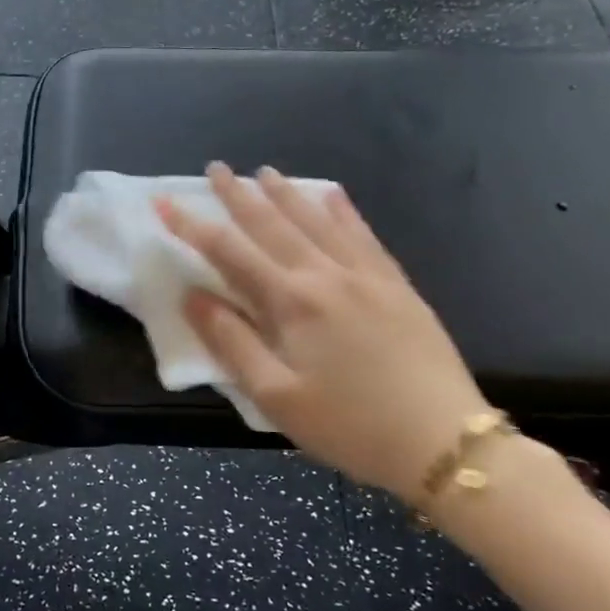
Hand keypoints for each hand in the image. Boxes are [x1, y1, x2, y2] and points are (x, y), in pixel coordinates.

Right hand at [155, 163, 489, 501]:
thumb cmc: (349, 426)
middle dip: (239, 195)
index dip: (193, 226)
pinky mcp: (397, 286)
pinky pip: (364, 236)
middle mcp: (326, 275)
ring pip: (318, 222)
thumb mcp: (276, 397)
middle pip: (273, 225)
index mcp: (292, 302)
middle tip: (217, 168)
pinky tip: (333, 195)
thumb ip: (232, 342)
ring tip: (265, 172)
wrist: (444, 442)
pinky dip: (344, 212)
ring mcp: (367, 276)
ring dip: (286, 195)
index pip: (230, 252)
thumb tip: (194, 296)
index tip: (165, 202)